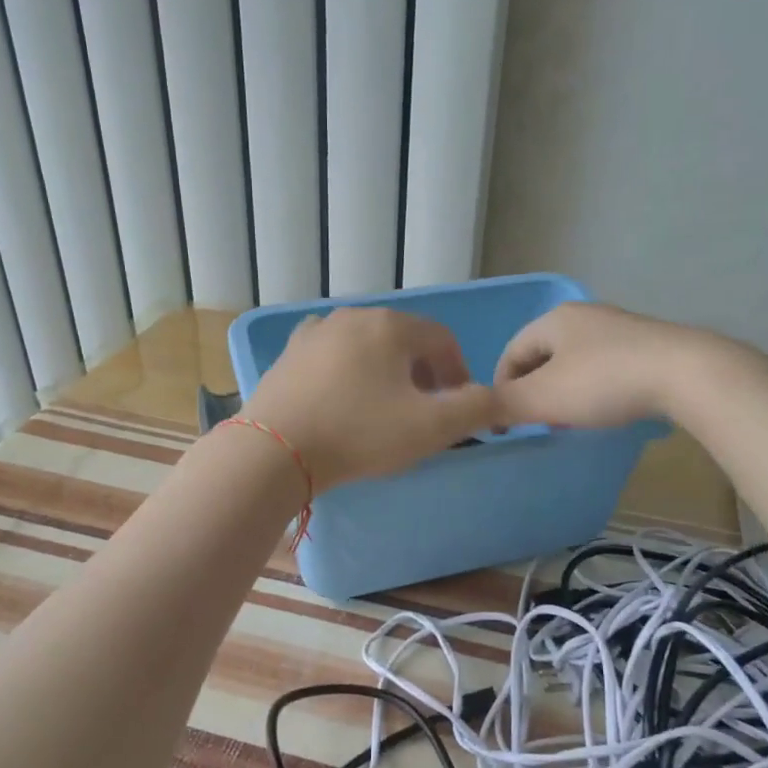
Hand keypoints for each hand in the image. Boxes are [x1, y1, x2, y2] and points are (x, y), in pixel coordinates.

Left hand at [240, 308, 501, 490]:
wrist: (274, 451)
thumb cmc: (359, 434)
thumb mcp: (430, 427)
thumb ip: (474, 409)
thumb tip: (493, 398)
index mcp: (391, 325)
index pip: (442, 339)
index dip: (459, 372)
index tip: (458, 407)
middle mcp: (353, 316)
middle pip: (405, 339)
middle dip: (423, 373)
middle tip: (425, 411)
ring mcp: (315, 332)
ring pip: (368, 346)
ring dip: (386, 372)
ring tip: (384, 409)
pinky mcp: (289, 354)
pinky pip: (333, 356)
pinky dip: (349, 373)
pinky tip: (343, 401)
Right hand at [492, 302, 725, 428]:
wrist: (684, 373)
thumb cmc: (603, 382)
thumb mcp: (543, 397)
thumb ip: (504, 404)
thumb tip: (477, 409)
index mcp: (554, 319)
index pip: (511, 352)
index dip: (501, 387)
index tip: (506, 421)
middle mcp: (584, 315)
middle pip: (543, 356)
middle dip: (534, 390)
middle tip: (537, 422)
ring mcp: (619, 328)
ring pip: (575, 362)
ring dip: (564, 391)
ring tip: (570, 420)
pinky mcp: (647, 345)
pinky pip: (606, 367)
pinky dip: (595, 389)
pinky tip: (606, 409)